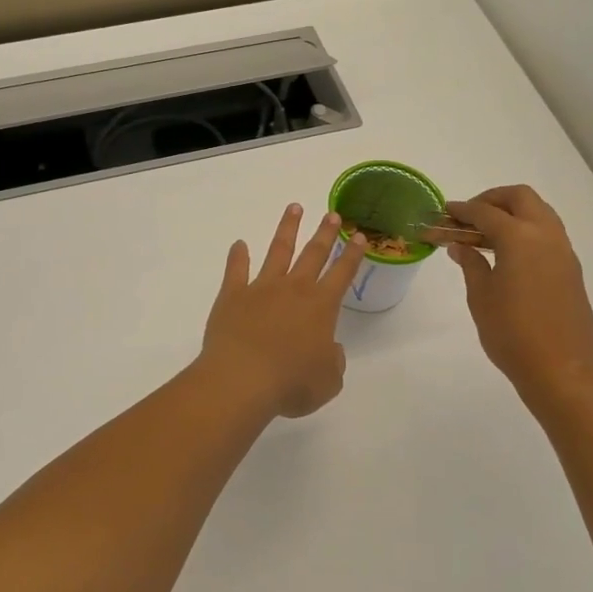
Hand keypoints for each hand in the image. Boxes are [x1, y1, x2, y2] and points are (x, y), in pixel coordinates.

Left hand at [201, 204, 365, 418]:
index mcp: (321, 306)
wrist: (242, 379)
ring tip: (294, 208)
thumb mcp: (327, 382)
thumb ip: (334, 362)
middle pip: (313, 254)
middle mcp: (294, 289)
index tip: (359, 236)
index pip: (342, 273)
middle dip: (325, 233)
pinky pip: (236, 270)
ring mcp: (261, 288)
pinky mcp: (233, 295)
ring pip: (277, 251)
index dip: (353, 255)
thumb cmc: (291, 383)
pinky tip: (239, 244)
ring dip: (287, 229)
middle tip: (332, 214)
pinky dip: (238, 256)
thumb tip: (329, 349)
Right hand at [445, 186, 592, 400]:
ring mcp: (563, 251)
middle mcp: (546, 235)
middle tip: (468, 218)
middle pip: (520, 198)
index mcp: (520, 238)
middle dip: (491, 200)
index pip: (485, 212)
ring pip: (538, 212)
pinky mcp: (570, 269)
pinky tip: (506, 254)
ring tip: (484, 235)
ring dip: (511, 213)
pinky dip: (525, 230)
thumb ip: (471, 264)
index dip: (461, 210)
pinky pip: (547, 233)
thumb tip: (461, 246)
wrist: (563, 371)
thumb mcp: (481, 297)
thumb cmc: (513, 334)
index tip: (442, 213)